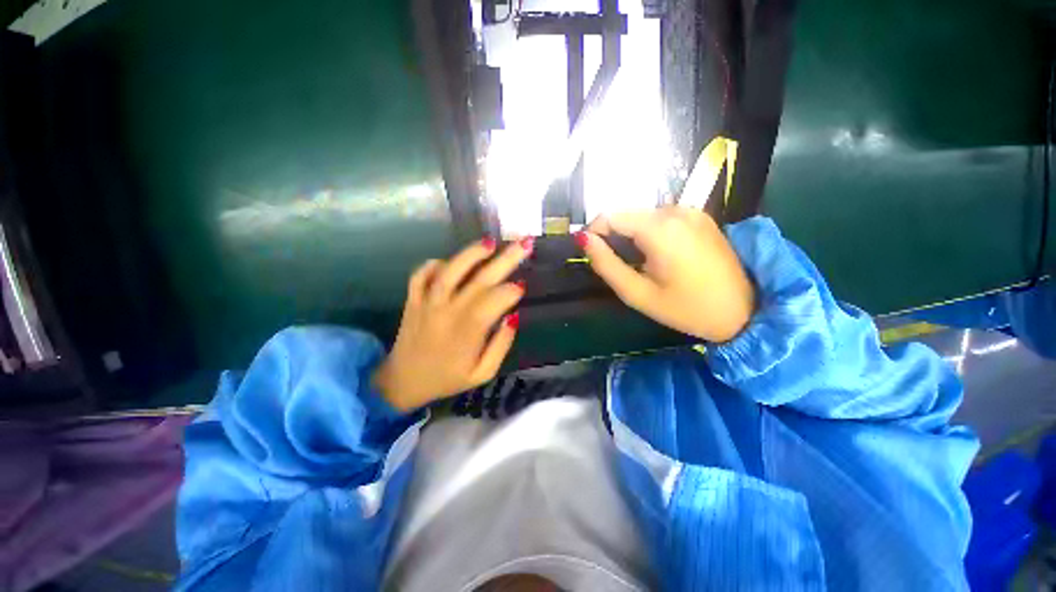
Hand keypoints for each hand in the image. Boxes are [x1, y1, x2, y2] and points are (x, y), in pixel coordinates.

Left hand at [374, 238, 531, 410]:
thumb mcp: (482, 373)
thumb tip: (514, 316)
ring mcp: (427, 302)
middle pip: (480, 279)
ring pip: (450, 271)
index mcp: (468, 331)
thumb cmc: (447, 379)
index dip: (511, 291)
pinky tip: (449, 260)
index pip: (495, 301)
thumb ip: (501, 345)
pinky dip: (434, 264)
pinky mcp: (412, 300)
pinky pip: (421, 275)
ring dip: (471, 254)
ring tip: (489, 242)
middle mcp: (448, 311)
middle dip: (505, 260)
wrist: (401, 383)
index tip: (523, 285)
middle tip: (524, 243)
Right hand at [577, 207, 755, 342]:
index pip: (610, 216)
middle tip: (617, 265)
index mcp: (659, 228)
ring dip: (632, 235)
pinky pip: (663, 218)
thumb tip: (583, 240)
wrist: (744, 312)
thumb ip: (606, 264)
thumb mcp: (637, 293)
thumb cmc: (686, 308)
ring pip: (644, 216)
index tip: (591, 254)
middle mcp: (676, 210)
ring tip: (638, 264)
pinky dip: (651, 233)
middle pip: (627, 214)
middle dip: (613, 236)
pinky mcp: (702, 217)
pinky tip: (659, 256)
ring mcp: (692, 211)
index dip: (593, 233)